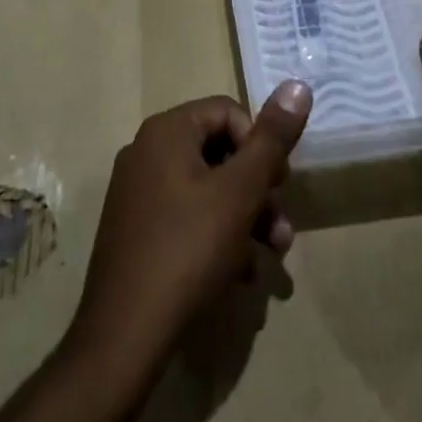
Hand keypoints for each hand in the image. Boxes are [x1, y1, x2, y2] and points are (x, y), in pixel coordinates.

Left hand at [69, 83, 311, 379]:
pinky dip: (217, 237)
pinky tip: (239, 275)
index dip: (261, 145)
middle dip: (258, 190)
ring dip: (245, 218)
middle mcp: (146, 151)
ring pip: (206, 189)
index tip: (279, 185)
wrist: (124, 337)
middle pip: (219, 152)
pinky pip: (186, 217)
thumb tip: (298, 84)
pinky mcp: (135, 230)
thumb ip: (272, 139)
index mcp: (166, 131)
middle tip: (281, 229)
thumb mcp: (240, 192)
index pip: (228, 111)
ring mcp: (137, 192)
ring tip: (271, 258)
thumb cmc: (188, 251)